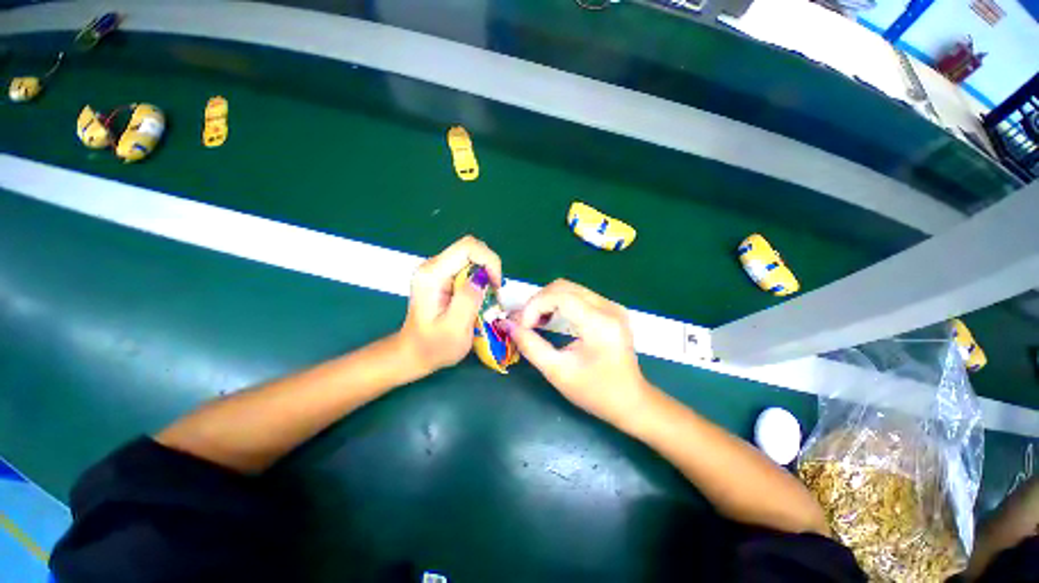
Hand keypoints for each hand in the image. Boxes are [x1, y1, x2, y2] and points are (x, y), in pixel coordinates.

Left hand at [398, 235, 502, 373]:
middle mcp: (432, 266)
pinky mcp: (442, 276)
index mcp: (432, 275)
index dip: (489, 261)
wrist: (414, 353)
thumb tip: (482, 277)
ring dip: (486, 274)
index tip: (496, 285)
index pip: (467, 247)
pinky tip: (479, 296)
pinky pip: (468, 267)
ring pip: (471, 257)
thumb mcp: (455, 328)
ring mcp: (436, 270)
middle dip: (489, 267)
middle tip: (494, 293)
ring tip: (488, 297)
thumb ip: (468, 300)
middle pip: (470, 249)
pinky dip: (480, 279)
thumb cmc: (434, 346)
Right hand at [506, 279, 651, 427]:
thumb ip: (530, 346)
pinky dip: (559, 303)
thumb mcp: (558, 372)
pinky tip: (552, 319)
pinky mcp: (611, 309)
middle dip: (538, 301)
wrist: (631, 401)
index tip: (522, 326)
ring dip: (547, 301)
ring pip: (570, 288)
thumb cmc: (595, 392)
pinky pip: (579, 295)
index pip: (560, 296)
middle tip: (525, 323)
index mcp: (600, 323)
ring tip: (536, 322)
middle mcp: (609, 308)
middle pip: (564, 287)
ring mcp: (612, 306)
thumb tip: (508, 324)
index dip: (534, 306)